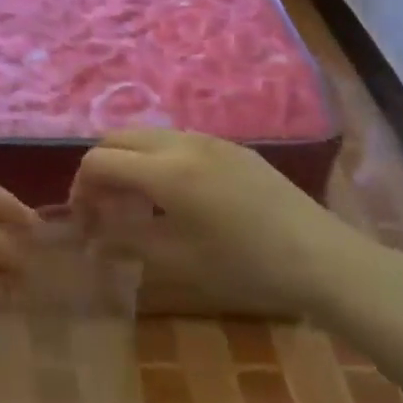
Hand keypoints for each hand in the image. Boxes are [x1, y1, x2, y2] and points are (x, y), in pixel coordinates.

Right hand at [70, 129, 400, 320]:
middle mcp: (182, 142)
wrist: (322, 259)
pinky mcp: (230, 146)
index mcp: (165, 171)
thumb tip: (92, 235)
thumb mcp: (178, 260)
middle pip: (117, 137)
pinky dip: (156, 158)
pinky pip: (176, 140)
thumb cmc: (246, 267)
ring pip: (147, 135)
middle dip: (100, 168)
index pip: (99, 160)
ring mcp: (209, 139)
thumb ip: (126, 239)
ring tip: (136, 203)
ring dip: (128, 161)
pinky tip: (174, 195)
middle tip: (102, 208)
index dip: (80, 188)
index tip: (83, 220)